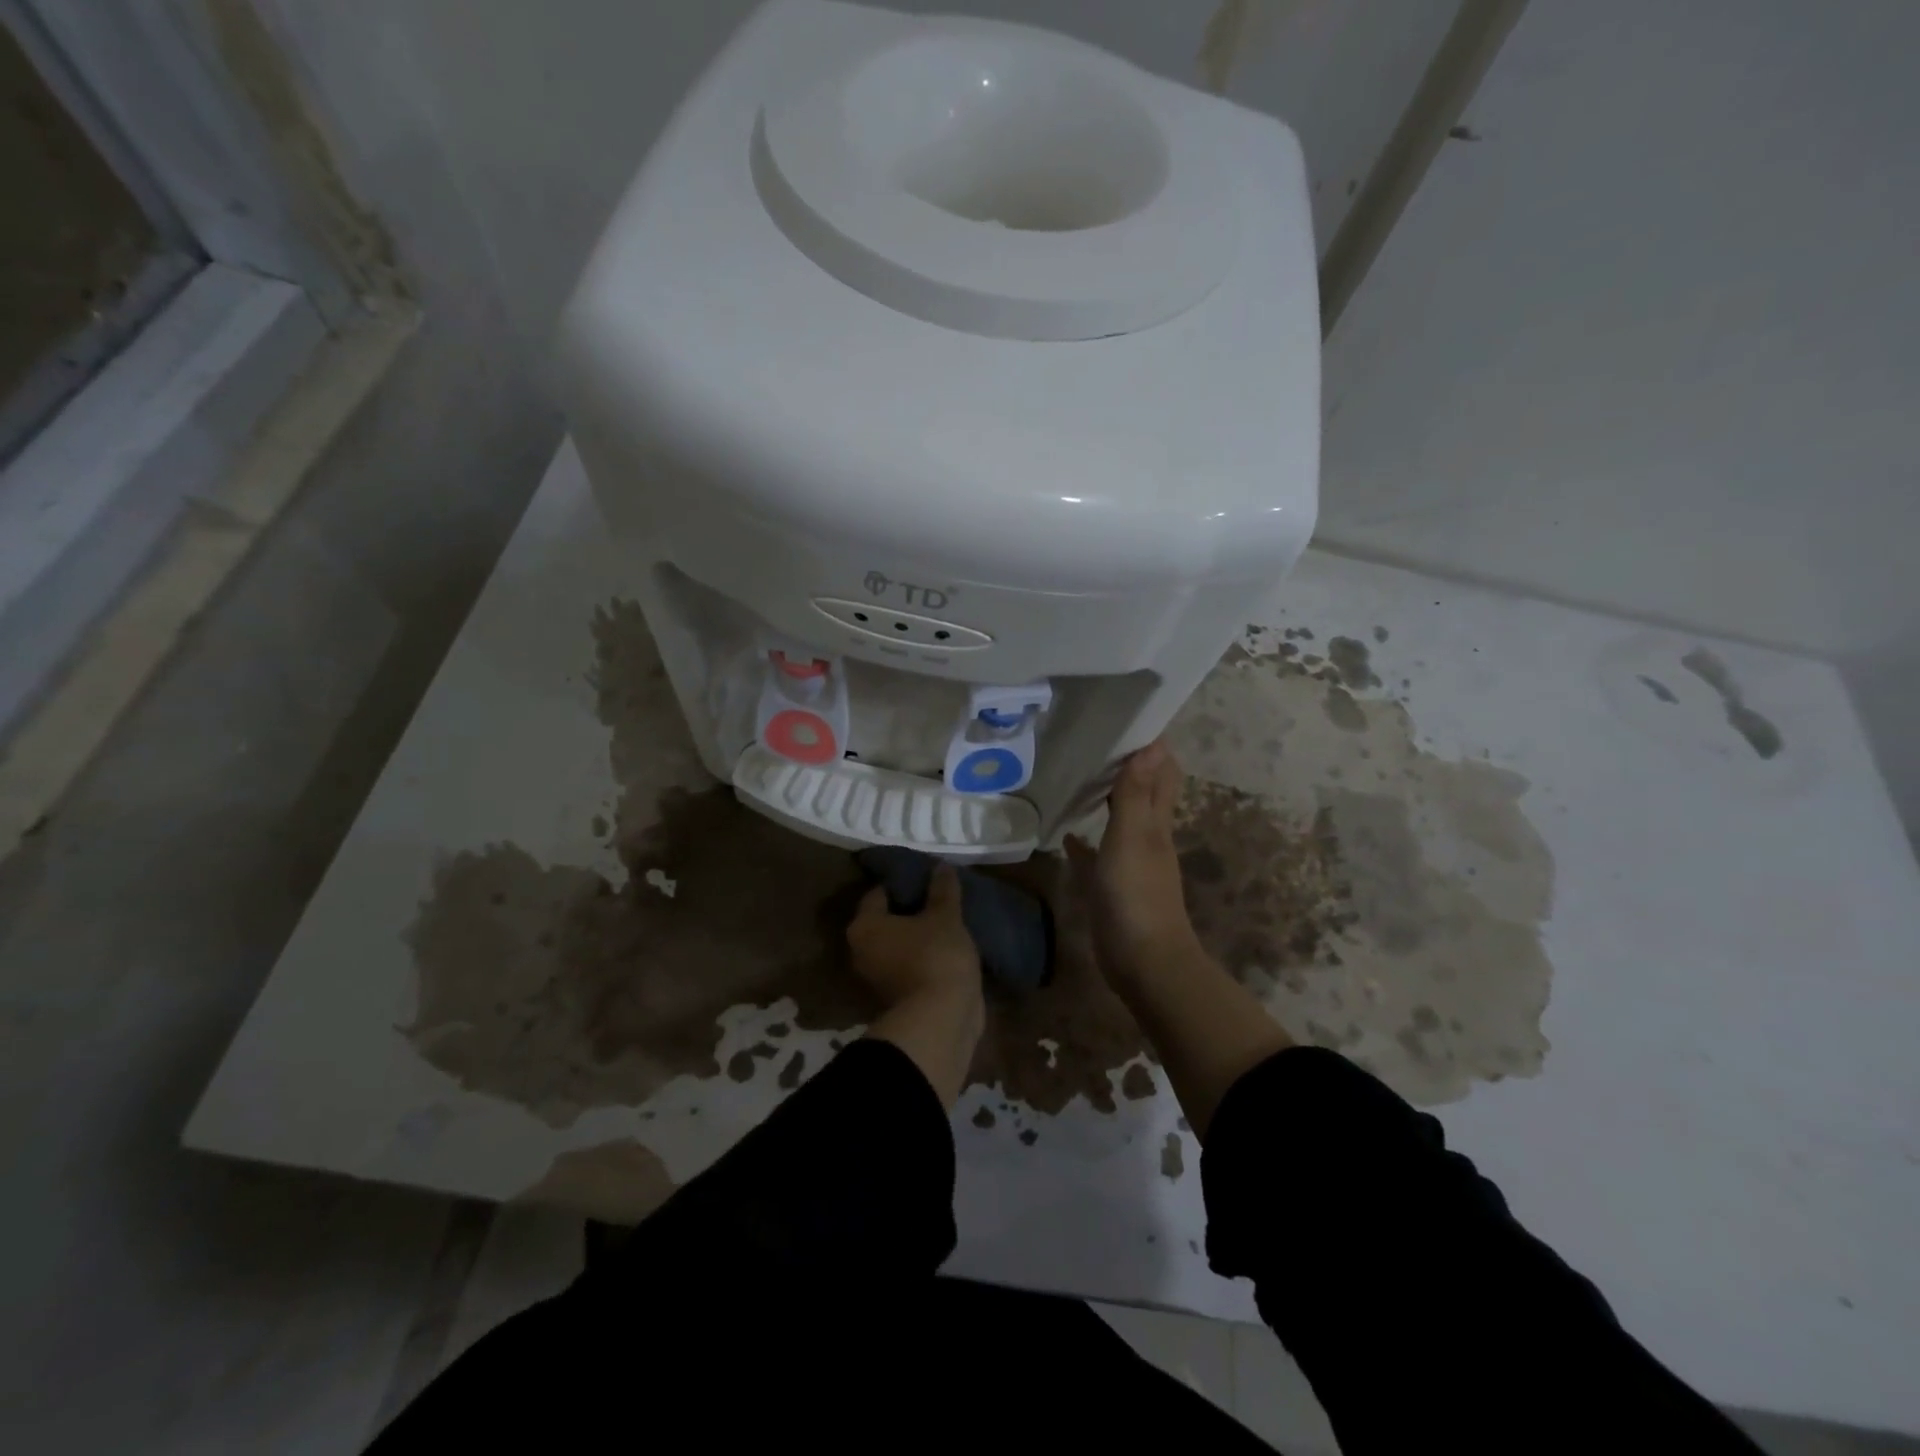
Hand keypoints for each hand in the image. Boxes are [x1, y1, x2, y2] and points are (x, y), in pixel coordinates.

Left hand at [846, 864, 981, 1010]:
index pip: (879, 892)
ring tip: (947, 920)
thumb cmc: (936, 956)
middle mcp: (862, 951)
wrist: (942, 1020)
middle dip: (911, 909)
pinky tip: (948, 946)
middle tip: (938, 896)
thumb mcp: (945, 916)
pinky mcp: (897, 997)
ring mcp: (878, 978)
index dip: (903, 881)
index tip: (926, 876)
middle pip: (886, 920)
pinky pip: (910, 965)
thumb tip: (941, 866)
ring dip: (919, 935)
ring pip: (899, 944)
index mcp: (865, 926)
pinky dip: (924, 956)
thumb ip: (942, 890)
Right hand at [1066, 741, 1204, 986]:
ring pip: (1119, 819)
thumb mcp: (1132, 838)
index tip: (1126, 717)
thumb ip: (1136, 794)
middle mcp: (1147, 836)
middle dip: (1127, 765)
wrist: (1143, 961)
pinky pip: (1096, 855)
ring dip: (1105, 798)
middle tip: (1094, 740)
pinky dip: (1084, 841)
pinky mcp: (1111, 885)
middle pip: (1142, 791)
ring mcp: (1129, 861)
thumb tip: (1152, 744)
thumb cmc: (1136, 895)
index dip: (1152, 745)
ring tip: (1076, 775)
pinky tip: (1065, 833)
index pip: (1162, 772)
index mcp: (1156, 821)